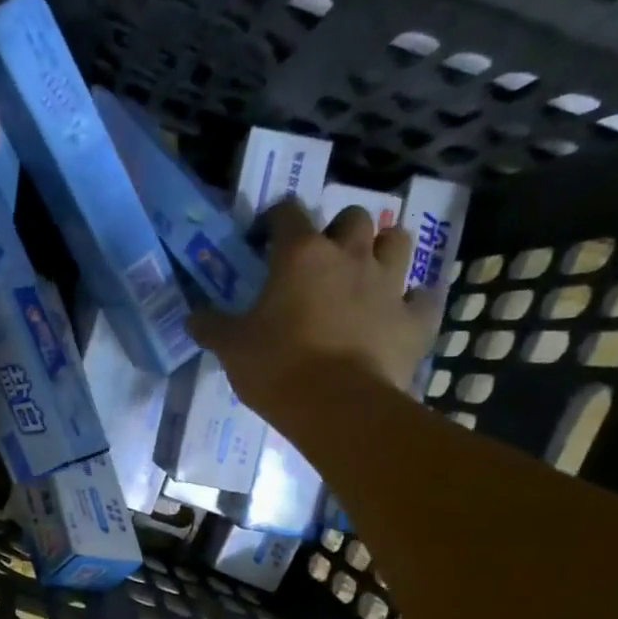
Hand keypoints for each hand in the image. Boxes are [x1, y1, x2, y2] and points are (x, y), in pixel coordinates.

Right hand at [188, 201, 447, 410]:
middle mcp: (349, 257)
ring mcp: (389, 285)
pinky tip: (403, 312)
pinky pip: (425, 298)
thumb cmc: (277, 367)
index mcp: (300, 256)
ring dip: (382, 250)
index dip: (275, 219)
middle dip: (339, 230)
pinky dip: (415, 301)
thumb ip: (212, 327)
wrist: (338, 406)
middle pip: (353, 217)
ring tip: (366, 272)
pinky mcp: (415, 319)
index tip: (264, 238)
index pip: (287, 212)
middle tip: (322, 258)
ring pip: (397, 241)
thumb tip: (192, 318)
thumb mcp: (232, 348)